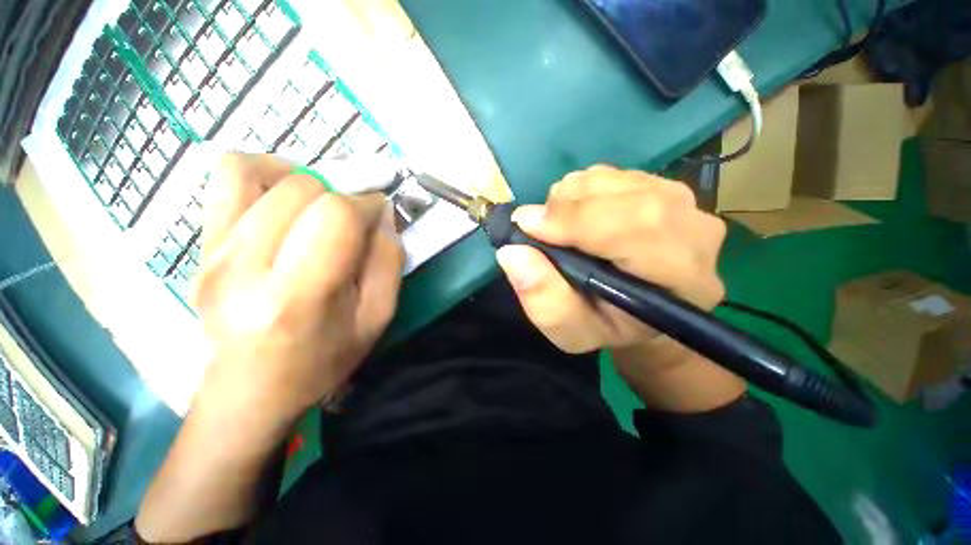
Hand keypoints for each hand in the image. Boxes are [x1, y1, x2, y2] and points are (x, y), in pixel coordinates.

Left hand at [192, 153, 403, 422]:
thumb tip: (383, 214)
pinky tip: (284, 195)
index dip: (367, 205)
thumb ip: (388, 261)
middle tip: (354, 220)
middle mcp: (246, 267)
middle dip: (341, 196)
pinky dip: (263, 172)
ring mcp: (214, 254)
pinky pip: (227, 178)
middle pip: (301, 190)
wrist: (252, 388)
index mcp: (299, 296)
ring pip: (261, 174)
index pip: (335, 216)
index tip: (379, 215)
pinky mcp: (201, 246)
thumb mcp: (377, 317)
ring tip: (321, 205)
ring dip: (306, 181)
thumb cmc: (324, 358)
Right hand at [496, 165, 725, 355]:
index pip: (636, 227)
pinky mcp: (664, 186)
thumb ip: (544, 299)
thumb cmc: (607, 326)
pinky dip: (581, 191)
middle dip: (566, 207)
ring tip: (561, 229)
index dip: (575, 221)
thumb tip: (512, 251)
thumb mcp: (570, 330)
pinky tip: (579, 217)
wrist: (641, 311)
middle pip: (623, 196)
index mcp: (683, 278)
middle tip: (538, 228)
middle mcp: (695, 231)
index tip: (526, 225)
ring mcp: (683, 202)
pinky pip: (609, 174)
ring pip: (611, 179)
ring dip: (570, 199)